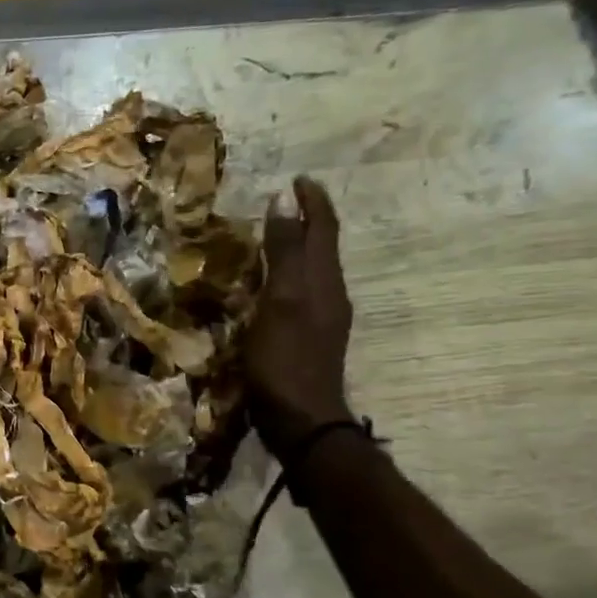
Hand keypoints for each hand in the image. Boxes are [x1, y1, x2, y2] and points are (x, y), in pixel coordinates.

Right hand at [248, 176, 353, 454]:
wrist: (301, 418)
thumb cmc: (285, 359)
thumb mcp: (281, 299)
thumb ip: (283, 252)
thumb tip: (282, 202)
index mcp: (324, 280)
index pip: (323, 229)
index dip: (312, 201)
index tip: (297, 178)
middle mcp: (329, 294)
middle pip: (322, 246)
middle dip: (306, 220)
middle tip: (281, 203)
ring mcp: (321, 318)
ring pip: (312, 269)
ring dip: (296, 247)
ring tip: (271, 235)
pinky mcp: (307, 338)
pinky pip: (300, 291)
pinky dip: (287, 275)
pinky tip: (267, 284)